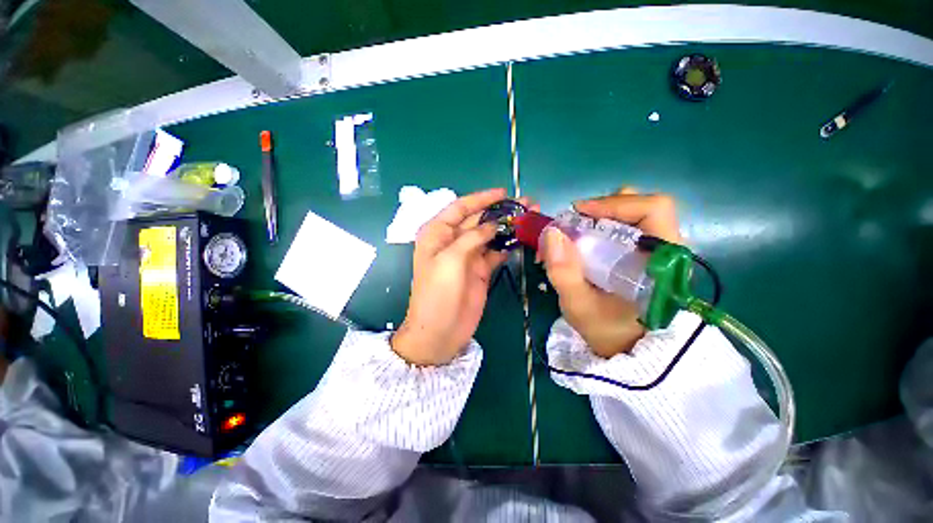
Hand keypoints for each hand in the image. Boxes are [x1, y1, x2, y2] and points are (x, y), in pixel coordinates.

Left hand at [392, 188, 509, 365]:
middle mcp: (453, 241)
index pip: (460, 207)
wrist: (440, 331)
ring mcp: (469, 256)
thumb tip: (493, 224)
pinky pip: (496, 252)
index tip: (503, 193)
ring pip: (490, 235)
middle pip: (478, 219)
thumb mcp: (450, 259)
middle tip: (526, 203)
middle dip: (500, 211)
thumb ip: (472, 237)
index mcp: (438, 233)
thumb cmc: (437, 293)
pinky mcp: (481, 270)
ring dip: (508, 226)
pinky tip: (523, 239)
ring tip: (530, 217)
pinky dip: (508, 245)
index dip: (481, 199)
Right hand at [541, 188, 683, 357]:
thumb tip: (552, 233)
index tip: (578, 212)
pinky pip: (626, 228)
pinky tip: (585, 243)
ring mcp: (657, 250)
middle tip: (575, 224)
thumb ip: (564, 273)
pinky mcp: (645, 255)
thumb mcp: (579, 306)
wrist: (627, 350)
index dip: (614, 204)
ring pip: (633, 216)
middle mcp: (667, 249)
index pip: (653, 209)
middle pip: (641, 207)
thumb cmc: (608, 331)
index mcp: (663, 260)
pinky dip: (601, 227)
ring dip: (602, 217)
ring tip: (579, 233)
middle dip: (603, 209)